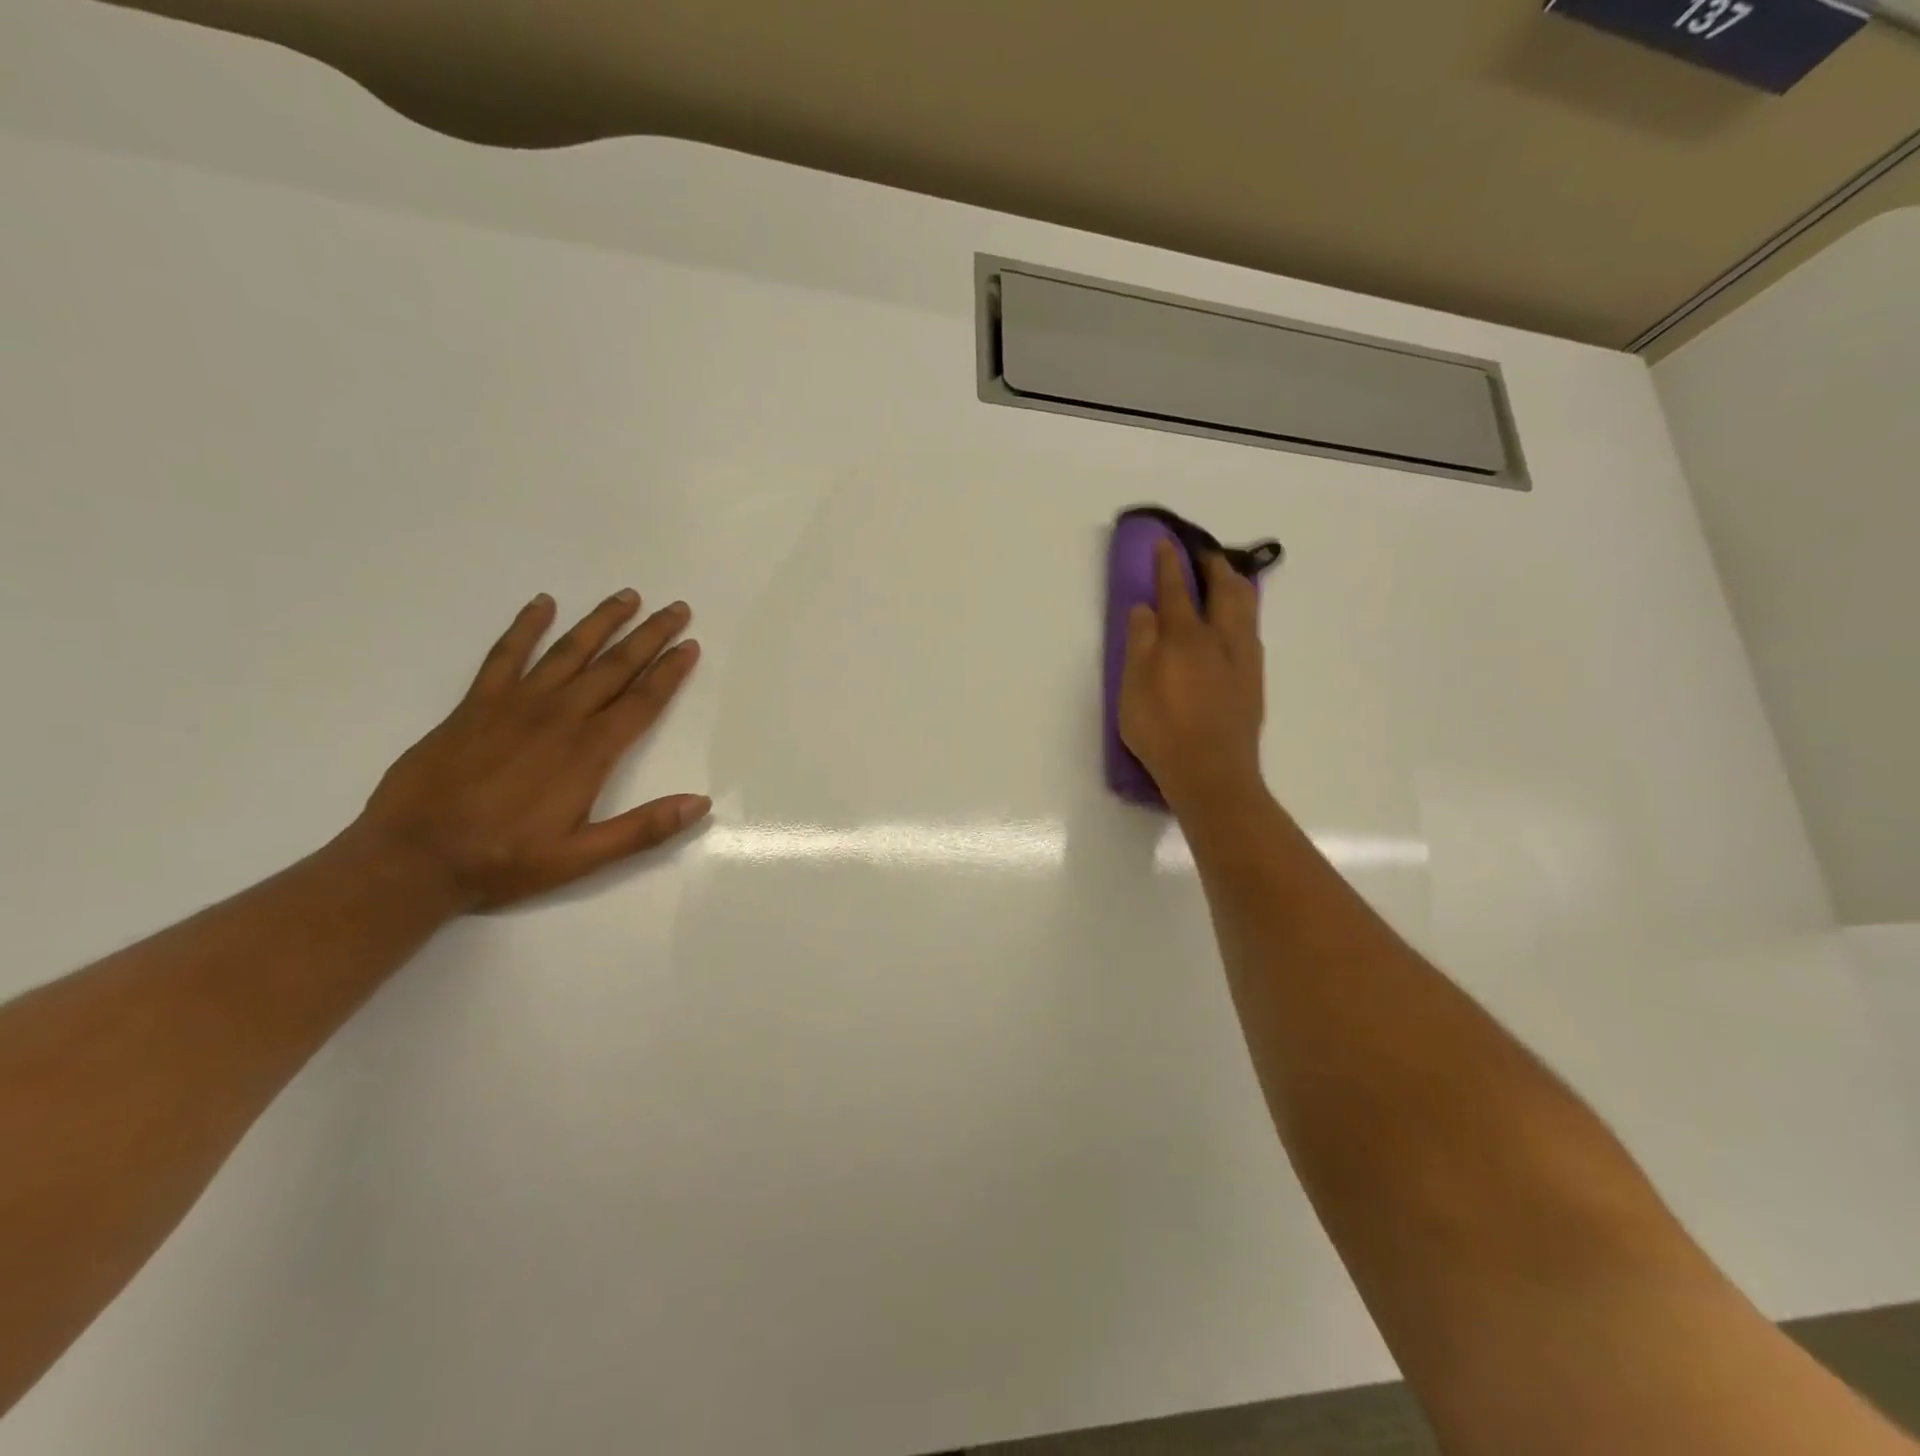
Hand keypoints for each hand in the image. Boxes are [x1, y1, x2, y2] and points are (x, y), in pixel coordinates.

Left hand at [354, 590, 708, 910]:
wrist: (411, 858)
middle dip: (649, 635)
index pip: (642, 700)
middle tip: (676, 608)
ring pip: (569, 651)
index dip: (670, 671)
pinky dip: (525, 626)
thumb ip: (644, 828)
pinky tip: (542, 603)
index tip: (690, 645)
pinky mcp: (476, 704)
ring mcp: (515, 705)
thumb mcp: (582, 858)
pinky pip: (505, 654)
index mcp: (589, 751)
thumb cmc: (504, 860)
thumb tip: (701, 804)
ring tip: (627, 596)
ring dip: (601, 621)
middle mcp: (559, 717)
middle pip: (614, 666)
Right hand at [1119, 540, 1266, 812]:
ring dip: (1234, 584)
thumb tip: (1145, 609)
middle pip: (1225, 588)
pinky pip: (1251, 630)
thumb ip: (1139, 644)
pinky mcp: (1254, 680)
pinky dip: (1243, 612)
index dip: (1168, 563)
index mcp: (1185, 637)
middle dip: (1213, 564)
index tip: (1165, 542)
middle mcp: (1220, 639)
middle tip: (1202, 553)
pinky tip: (1235, 623)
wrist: (1212, 774)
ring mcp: (1243, 659)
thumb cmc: (1162, 732)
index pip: (1176, 589)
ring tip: (1225, 578)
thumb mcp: (1133, 690)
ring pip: (1246, 607)